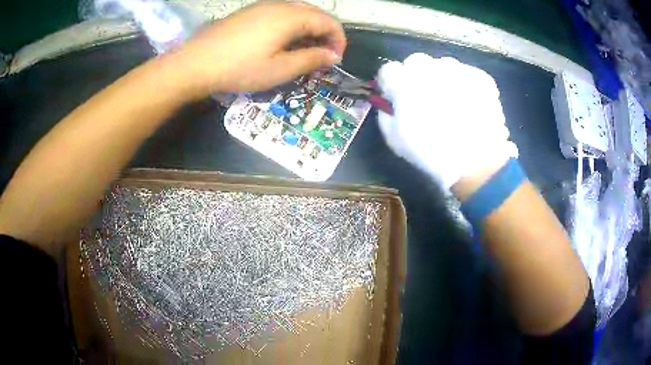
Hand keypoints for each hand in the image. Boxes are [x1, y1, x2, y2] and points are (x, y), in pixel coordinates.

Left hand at [165, 1, 345, 99]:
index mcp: (292, 16)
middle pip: (315, 14)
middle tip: (321, 57)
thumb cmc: (239, 68)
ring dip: (308, 30)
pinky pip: (280, 14)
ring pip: (297, 13)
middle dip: (325, 34)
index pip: (329, 21)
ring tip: (303, 52)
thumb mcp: (279, 69)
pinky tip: (282, 43)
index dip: (338, 40)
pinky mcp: (249, 12)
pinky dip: (291, 27)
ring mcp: (263, 6)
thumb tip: (333, 56)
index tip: (335, 60)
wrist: (195, 63)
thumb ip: (311, 59)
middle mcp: (280, 5)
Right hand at [377, 53, 517, 189]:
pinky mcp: (480, 77)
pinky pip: (466, 74)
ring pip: (443, 66)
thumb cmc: (431, 153)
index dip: (391, 83)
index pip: (389, 70)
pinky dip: (465, 85)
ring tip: (452, 102)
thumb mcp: (394, 139)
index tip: (395, 96)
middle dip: (416, 76)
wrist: (476, 163)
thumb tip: (390, 102)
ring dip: (442, 78)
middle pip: (416, 62)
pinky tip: (469, 104)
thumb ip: (385, 113)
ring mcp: (458, 70)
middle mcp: (430, 68)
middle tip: (425, 98)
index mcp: (404, 82)